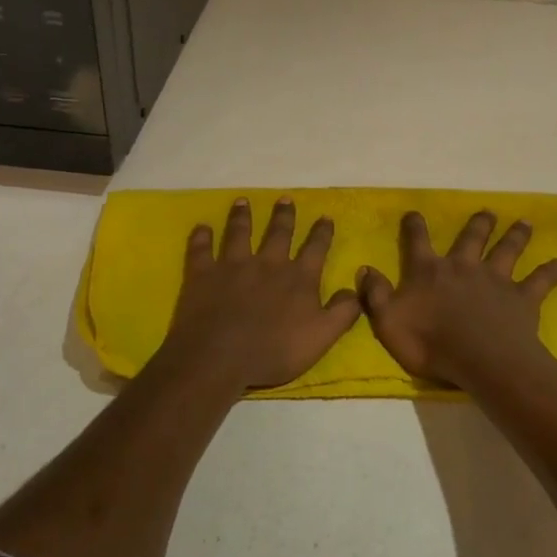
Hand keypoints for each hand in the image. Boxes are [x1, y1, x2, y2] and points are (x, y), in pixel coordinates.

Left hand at [156, 197, 362, 391]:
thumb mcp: (322, 336)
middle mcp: (267, 263)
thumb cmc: (274, 351)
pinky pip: (201, 250)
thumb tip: (355, 287)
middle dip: (284, 215)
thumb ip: (343, 312)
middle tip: (285, 198)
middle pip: (278, 233)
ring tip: (242, 202)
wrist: (220, 358)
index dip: (322, 232)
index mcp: (298, 278)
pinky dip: (201, 237)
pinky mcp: (203, 274)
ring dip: (242, 217)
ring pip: (239, 233)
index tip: (325, 216)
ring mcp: (233, 265)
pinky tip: (201, 227)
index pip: (315, 248)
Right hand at [357, 211, 556, 387]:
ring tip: (525, 223)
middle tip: (487, 212)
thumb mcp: (387, 321)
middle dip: (478, 224)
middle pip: (471, 238)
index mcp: (429, 271)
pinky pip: (541, 281)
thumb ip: (375, 294)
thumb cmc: (429, 342)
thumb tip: (364, 268)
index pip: (418, 242)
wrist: (479, 359)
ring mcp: (495, 280)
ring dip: (516, 236)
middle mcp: (463, 267)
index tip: (414, 212)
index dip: (415, 226)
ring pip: (507, 250)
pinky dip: (553, 271)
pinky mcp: (522, 298)